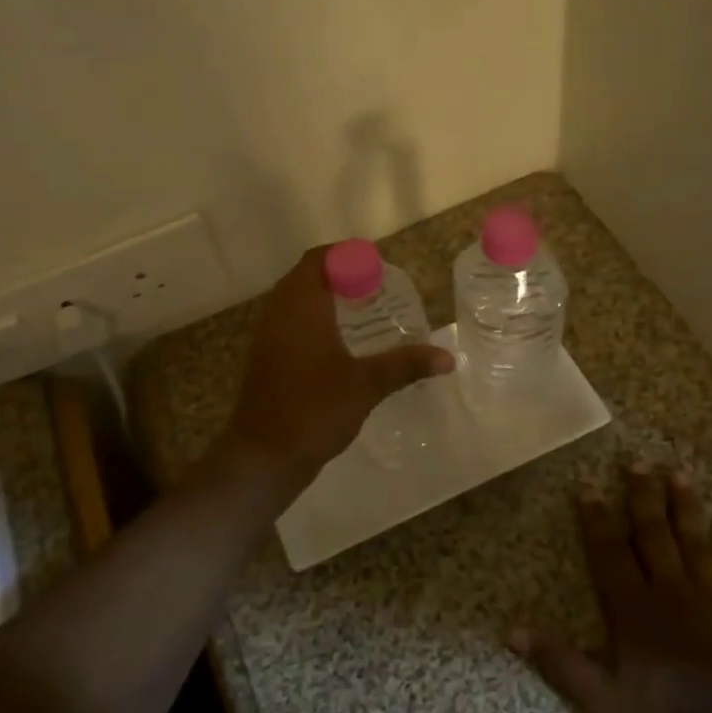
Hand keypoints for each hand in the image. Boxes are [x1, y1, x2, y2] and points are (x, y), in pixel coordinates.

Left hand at [224, 246, 452, 482]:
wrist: (263, 456)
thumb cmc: (314, 409)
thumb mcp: (366, 385)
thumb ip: (405, 365)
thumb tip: (447, 358)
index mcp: (300, 305)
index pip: (318, 259)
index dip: (346, 256)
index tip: (377, 268)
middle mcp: (278, 312)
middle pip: (306, 276)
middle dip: (339, 277)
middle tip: (375, 289)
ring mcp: (266, 336)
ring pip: (295, 301)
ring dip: (325, 299)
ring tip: (362, 313)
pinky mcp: (264, 358)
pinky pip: (289, 323)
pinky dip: (313, 321)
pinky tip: (339, 344)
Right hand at [512, 464, 711, 712]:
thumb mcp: (598, 697)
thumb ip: (556, 660)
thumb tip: (511, 631)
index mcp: (632, 606)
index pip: (608, 551)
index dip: (595, 517)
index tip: (587, 485)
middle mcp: (669, 590)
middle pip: (653, 534)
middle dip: (642, 497)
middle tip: (637, 462)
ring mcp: (709, 599)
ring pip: (694, 542)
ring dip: (685, 507)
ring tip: (679, 473)